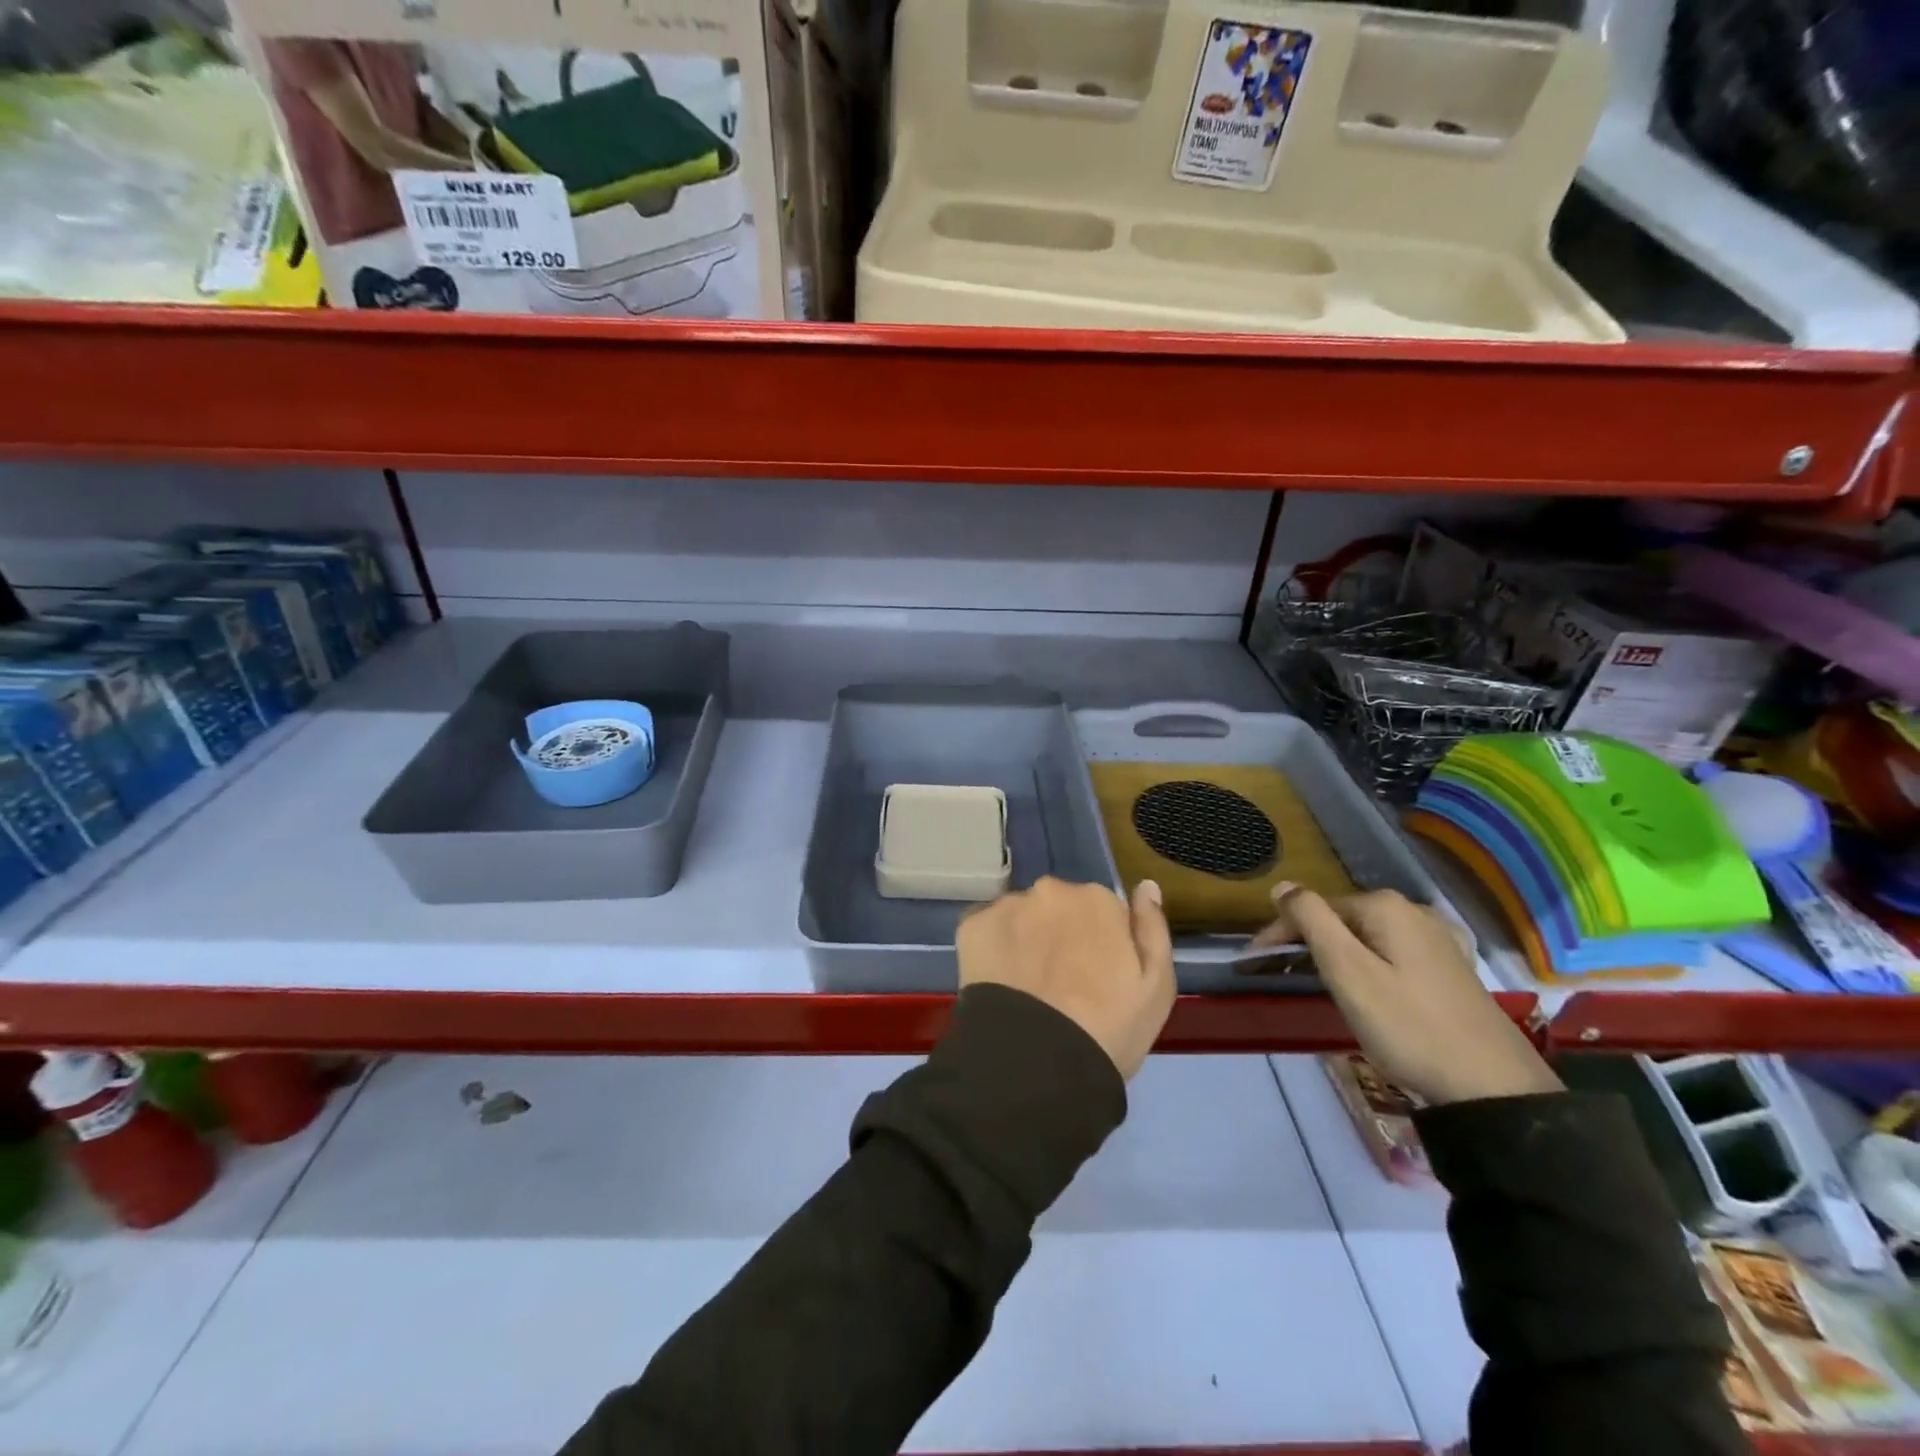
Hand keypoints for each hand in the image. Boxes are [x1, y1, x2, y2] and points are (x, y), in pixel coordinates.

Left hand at [958, 877, 1176, 1081]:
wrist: (1035, 1063)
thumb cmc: (1108, 1029)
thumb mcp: (1156, 987)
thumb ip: (1152, 928)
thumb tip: (1145, 886)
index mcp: (1098, 899)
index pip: (1101, 911)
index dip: (1099, 944)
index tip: (1096, 977)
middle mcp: (1051, 890)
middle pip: (1058, 907)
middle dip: (1060, 934)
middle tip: (1060, 984)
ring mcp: (1008, 906)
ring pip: (1021, 917)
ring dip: (1025, 939)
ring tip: (1026, 987)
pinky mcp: (972, 926)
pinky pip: (987, 929)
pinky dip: (993, 948)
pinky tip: (1000, 982)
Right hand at [1253, 883, 1559, 1105]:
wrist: (1493, 1088)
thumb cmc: (1408, 1027)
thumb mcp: (1348, 972)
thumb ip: (1311, 920)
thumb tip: (1283, 885)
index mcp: (1386, 907)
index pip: (1314, 908)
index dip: (1280, 933)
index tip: (1254, 964)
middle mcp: (1414, 911)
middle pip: (1342, 920)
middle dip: (1308, 943)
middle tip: (1282, 976)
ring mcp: (1440, 939)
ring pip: (1368, 937)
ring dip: (1338, 955)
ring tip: (1317, 983)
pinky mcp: (1453, 968)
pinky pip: (1393, 953)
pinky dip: (1369, 964)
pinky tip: (1368, 987)